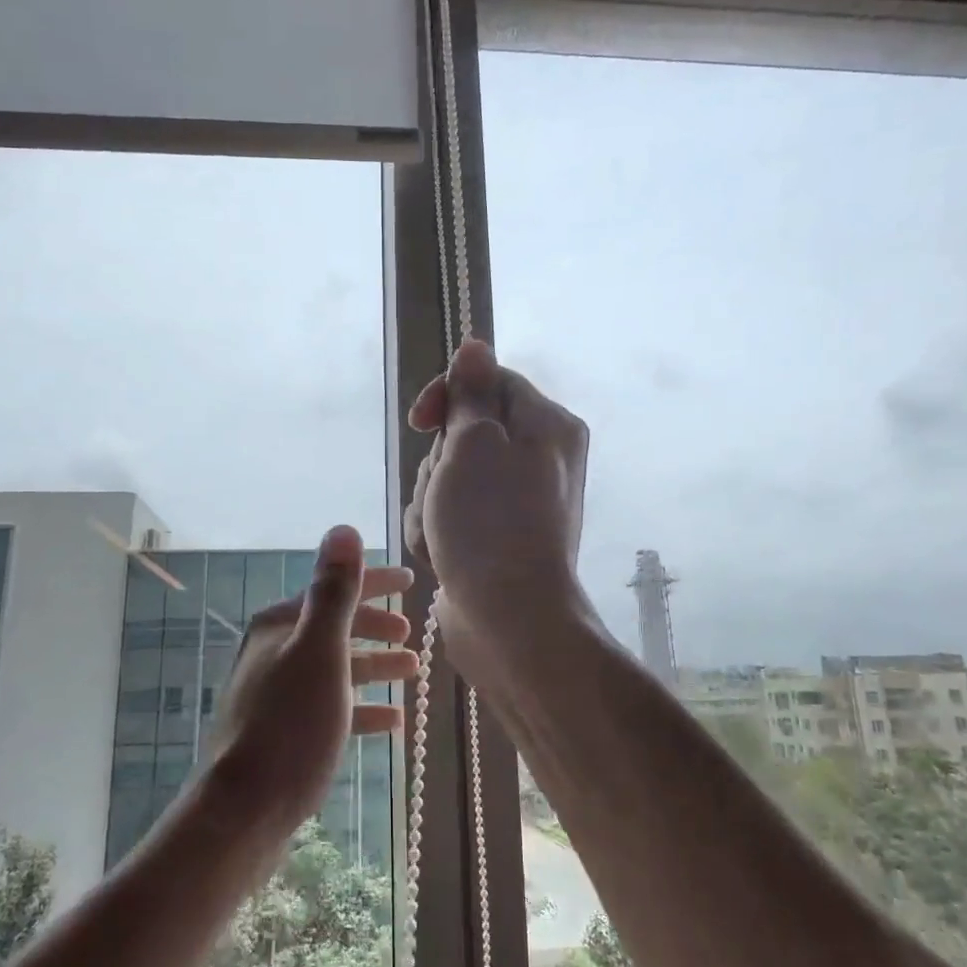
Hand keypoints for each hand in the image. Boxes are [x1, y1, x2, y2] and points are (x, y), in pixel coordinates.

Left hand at [203, 526, 417, 831]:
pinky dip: (360, 707)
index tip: (410, 581)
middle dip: (374, 626)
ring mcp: (277, 693)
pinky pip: (331, 707)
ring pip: (336, 668)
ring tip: (411, 669)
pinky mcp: (284, 731)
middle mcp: (274, 651)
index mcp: (280, 625)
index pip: (334, 589)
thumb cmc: (290, 722)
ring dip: (373, 665)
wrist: (244, 810)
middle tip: (410, 632)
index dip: (374, 583)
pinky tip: (391, 719)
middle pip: (335, 628)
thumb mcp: (320, 650)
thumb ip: (334, 591)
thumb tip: (343, 530)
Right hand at [404, 339, 592, 694]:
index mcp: (547, 426)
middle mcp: (539, 459)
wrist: (510, 620)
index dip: (449, 395)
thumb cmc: (490, 523)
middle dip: (438, 463)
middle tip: (444, 493)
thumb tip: (476, 346)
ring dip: (432, 501)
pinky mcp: (496, 537)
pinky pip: (453, 515)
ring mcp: (517, 503)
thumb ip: (472, 392)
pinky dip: (438, 530)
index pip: (490, 381)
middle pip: (465, 433)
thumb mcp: (474, 443)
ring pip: (451, 477)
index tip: (420, 422)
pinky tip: (441, 555)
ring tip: (440, 533)